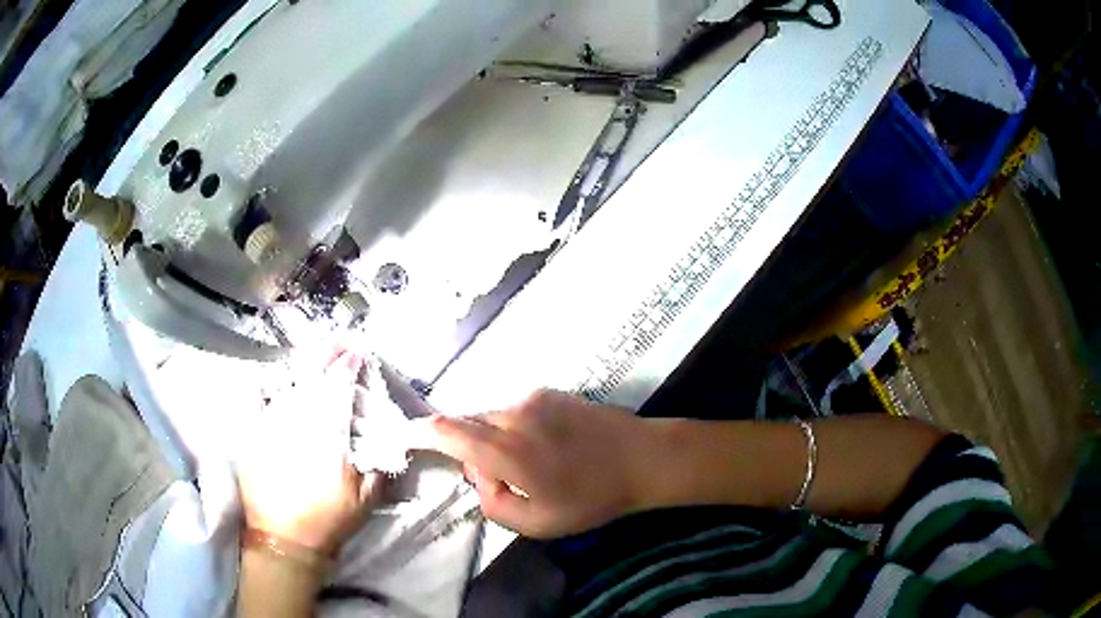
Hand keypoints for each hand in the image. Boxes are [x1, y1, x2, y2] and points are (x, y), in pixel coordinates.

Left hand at [236, 348, 384, 553]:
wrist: (284, 540)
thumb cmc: (328, 521)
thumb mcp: (365, 499)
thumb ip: (378, 465)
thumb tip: (388, 436)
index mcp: (327, 438)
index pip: (338, 391)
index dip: (349, 367)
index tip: (359, 352)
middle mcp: (297, 424)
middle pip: (312, 378)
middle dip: (327, 354)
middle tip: (340, 340)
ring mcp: (271, 427)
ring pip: (287, 383)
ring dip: (303, 362)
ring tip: (315, 349)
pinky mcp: (253, 434)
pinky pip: (257, 399)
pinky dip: (266, 383)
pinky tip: (275, 374)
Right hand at [427, 389, 657, 538]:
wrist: (643, 458)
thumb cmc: (591, 498)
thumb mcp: (537, 523)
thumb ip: (492, 503)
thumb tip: (479, 476)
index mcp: (506, 449)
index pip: (448, 431)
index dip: (421, 432)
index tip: (405, 435)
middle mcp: (512, 414)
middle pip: (467, 423)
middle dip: (465, 446)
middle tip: (491, 476)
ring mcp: (532, 399)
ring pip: (491, 416)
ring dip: (491, 438)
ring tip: (525, 465)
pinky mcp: (550, 392)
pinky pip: (514, 410)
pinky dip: (512, 428)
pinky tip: (543, 448)